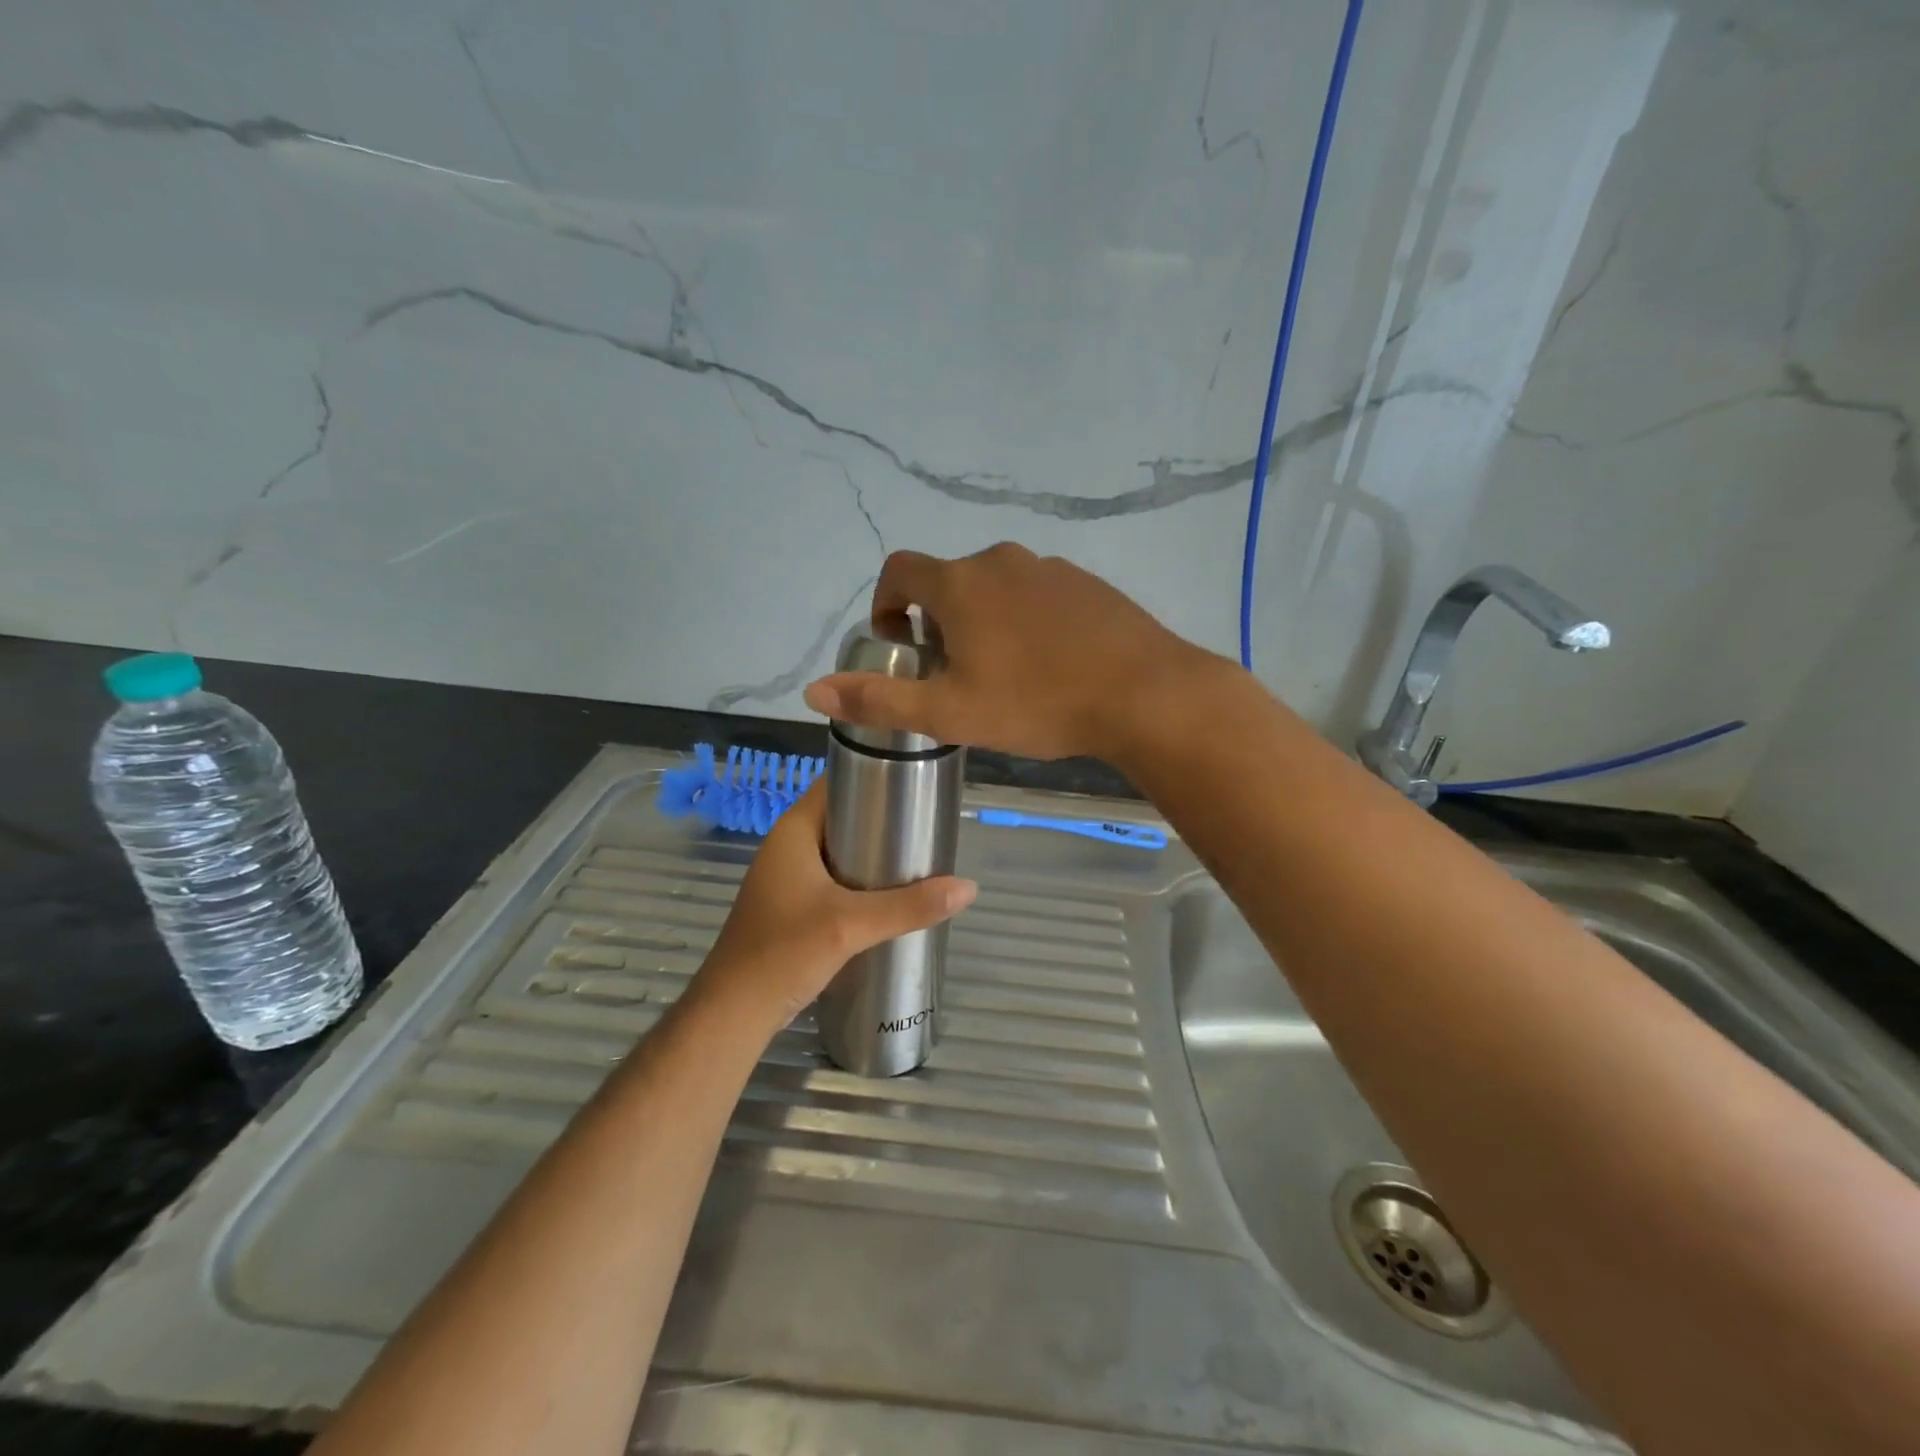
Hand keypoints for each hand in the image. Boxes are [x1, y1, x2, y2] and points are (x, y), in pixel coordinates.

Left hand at [690, 779, 975, 1033]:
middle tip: (926, 826)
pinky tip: (891, 896)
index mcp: (793, 831)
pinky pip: (834, 880)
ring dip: (873, 854)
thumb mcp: (850, 925)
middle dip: (882, 821)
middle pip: (842, 818)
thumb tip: (968, 888)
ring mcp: (788, 879)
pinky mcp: (793, 907)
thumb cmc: (784, 952)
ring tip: (918, 858)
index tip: (914, 783)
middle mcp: (788, 847)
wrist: (735, 1012)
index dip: (872, 776)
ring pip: (839, 852)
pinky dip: (861, 882)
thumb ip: (909, 906)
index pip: (835, 783)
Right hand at [802, 543, 1225, 760]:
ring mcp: (1050, 567)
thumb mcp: (950, 712)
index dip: (885, 604)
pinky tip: (1049, 664)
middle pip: (948, 581)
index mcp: (961, 584)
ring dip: (984, 620)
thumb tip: (814, 690)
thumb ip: (879, 699)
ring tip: (1003, 674)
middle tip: (952, 674)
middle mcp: (1002, 561)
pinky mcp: (1088, 584)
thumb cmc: (1038, 703)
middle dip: (937, 621)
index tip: (899, 646)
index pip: (899, 570)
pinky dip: (1027, 620)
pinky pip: (1039, 594)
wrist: (1144, 694)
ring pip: (996, 588)